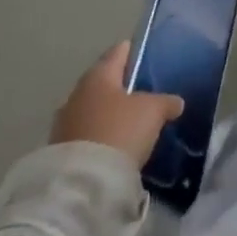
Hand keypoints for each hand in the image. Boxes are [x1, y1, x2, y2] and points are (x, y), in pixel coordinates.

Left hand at [50, 41, 183, 165]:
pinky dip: (101, 136)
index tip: (150, 57)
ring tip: (132, 124)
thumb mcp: (154, 111)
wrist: (82, 183)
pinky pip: (87, 134)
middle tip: (145, 95)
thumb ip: (166, 101)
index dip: (136, 52)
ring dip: (110, 115)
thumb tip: (176, 102)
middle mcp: (77, 94)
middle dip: (122, 88)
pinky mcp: (60, 152)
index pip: (119, 52)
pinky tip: (116, 146)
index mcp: (98, 75)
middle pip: (105, 83)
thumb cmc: (120, 131)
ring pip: (94, 110)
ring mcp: (64, 124)